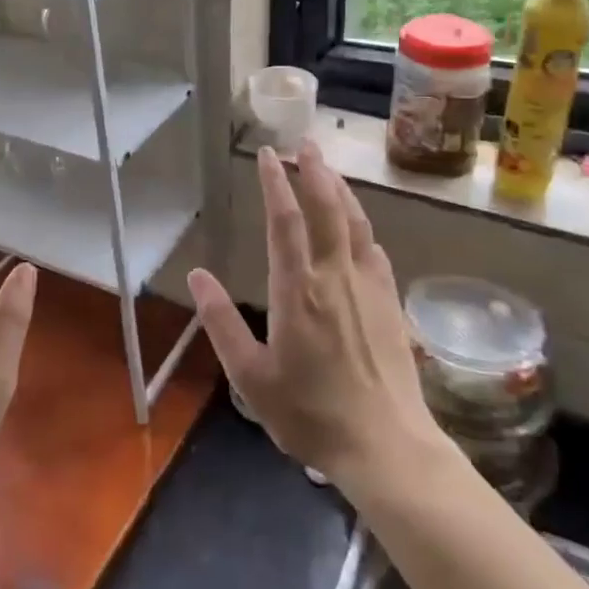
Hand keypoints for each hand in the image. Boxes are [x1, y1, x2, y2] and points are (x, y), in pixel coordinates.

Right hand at [189, 142, 442, 487]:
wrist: (386, 446)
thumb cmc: (310, 415)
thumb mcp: (251, 377)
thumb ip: (222, 323)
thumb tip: (197, 276)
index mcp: (298, 291)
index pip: (285, 221)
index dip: (275, 182)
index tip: (267, 155)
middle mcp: (335, 277)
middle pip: (327, 208)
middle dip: (314, 171)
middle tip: (304, 143)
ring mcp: (369, 287)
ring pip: (355, 223)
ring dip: (340, 189)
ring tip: (328, 169)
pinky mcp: (391, 303)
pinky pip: (374, 249)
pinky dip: (362, 226)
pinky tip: (358, 226)